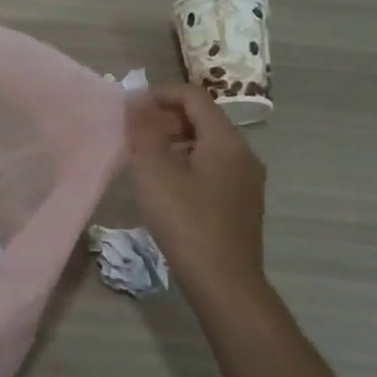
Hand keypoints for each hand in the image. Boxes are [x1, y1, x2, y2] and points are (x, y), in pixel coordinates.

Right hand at [127, 85, 266, 298]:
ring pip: (206, 146)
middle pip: (202, 119)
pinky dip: (186, 164)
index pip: (193, 96)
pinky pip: (212, 168)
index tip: (130, 108)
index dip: (160, 94)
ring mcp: (246, 181)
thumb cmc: (186, 219)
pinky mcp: (242, 204)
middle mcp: (243, 154)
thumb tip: (137, 100)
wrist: (224, 281)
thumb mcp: (155, 170)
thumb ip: (143, 130)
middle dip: (165, 119)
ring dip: (174, 143)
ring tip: (143, 160)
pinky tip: (165, 187)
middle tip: (133, 135)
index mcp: (226, 140)